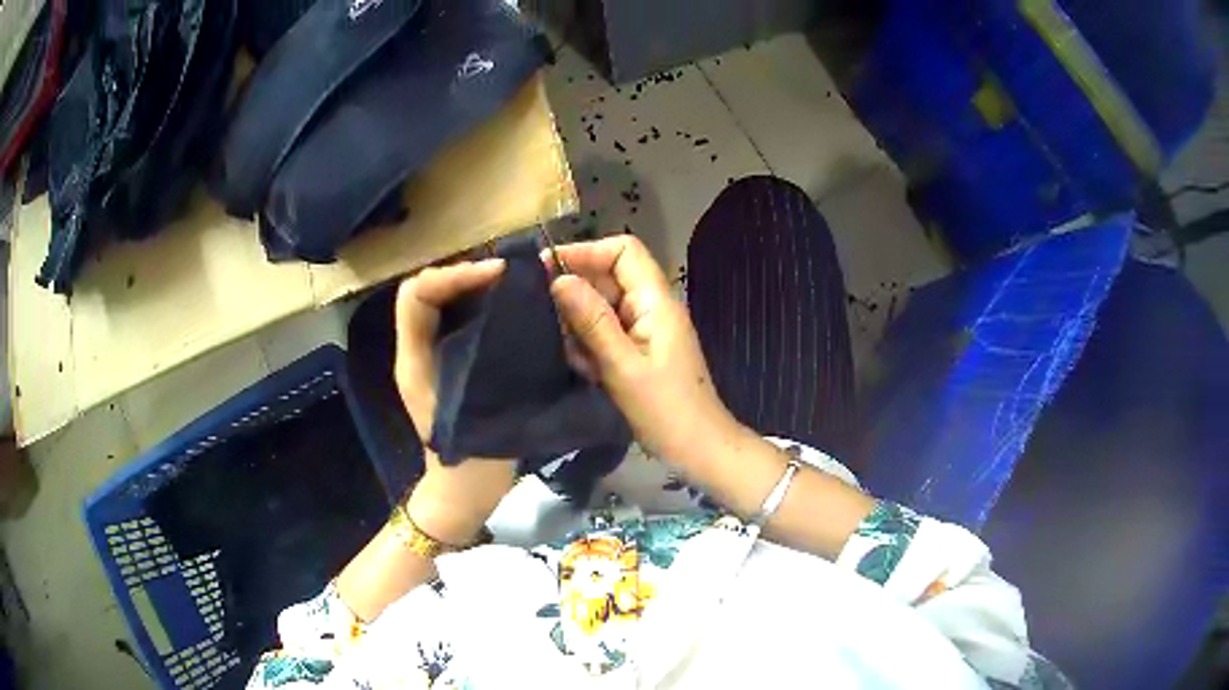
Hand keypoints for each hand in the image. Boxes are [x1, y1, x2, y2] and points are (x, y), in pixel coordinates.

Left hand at [394, 260, 517, 545]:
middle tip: (508, 276)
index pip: (417, 294)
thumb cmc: (469, 458)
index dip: (454, 275)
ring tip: (512, 286)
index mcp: (413, 359)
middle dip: (465, 274)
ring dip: (474, 288)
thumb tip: (514, 315)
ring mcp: (430, 357)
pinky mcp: (448, 365)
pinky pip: (458, 321)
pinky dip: (481, 307)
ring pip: (443, 303)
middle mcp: (416, 351)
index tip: (498, 275)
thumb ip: (489, 361)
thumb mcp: (479, 408)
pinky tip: (511, 312)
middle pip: (428, 291)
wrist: (461, 492)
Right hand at [545, 236, 740, 466]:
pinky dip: (589, 345)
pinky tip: (582, 369)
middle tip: (541, 317)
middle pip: (608, 277)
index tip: (546, 269)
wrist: (698, 450)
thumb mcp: (623, 367)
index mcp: (656, 302)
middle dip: (575, 294)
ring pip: (602, 307)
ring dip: (578, 325)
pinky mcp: (638, 351)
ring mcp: (645, 330)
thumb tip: (559, 280)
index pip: (623, 251)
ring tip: (566, 351)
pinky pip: (606, 333)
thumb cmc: (666, 411)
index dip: (585, 252)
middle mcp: (651, 307)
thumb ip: (592, 322)